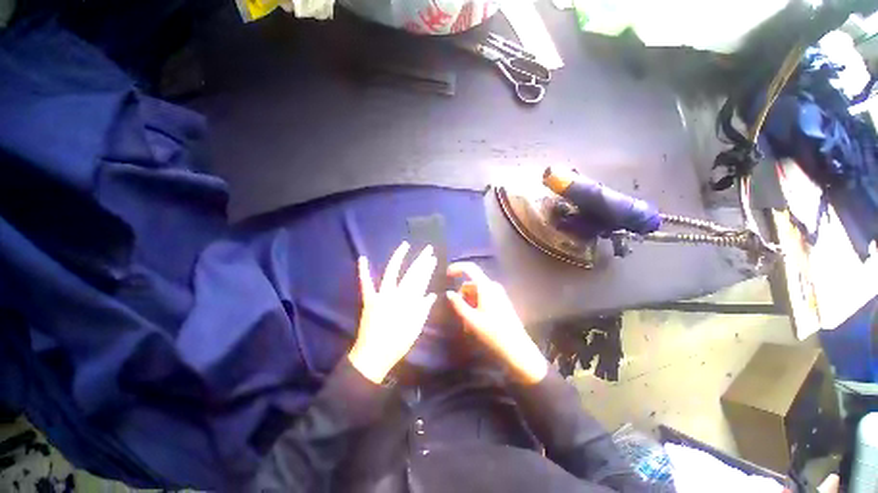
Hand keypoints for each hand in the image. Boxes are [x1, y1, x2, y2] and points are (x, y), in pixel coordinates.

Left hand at [348, 242, 437, 383]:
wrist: (374, 355)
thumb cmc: (398, 343)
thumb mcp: (416, 327)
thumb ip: (423, 309)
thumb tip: (431, 294)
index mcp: (410, 302)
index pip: (422, 281)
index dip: (427, 269)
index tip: (432, 258)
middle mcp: (397, 294)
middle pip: (411, 274)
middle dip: (420, 261)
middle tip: (427, 249)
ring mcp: (382, 295)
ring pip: (392, 273)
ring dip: (398, 258)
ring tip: (404, 245)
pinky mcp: (369, 299)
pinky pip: (366, 284)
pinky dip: (363, 271)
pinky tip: (362, 258)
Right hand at [445, 263, 547, 383]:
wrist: (517, 349)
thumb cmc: (492, 333)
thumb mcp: (471, 319)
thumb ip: (458, 304)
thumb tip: (449, 293)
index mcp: (486, 287)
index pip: (469, 268)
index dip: (457, 268)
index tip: (447, 275)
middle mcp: (493, 286)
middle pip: (471, 284)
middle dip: (462, 296)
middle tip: (459, 315)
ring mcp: (499, 294)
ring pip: (477, 292)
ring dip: (469, 304)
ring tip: (468, 324)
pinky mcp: (502, 302)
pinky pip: (484, 298)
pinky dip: (476, 306)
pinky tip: (476, 322)